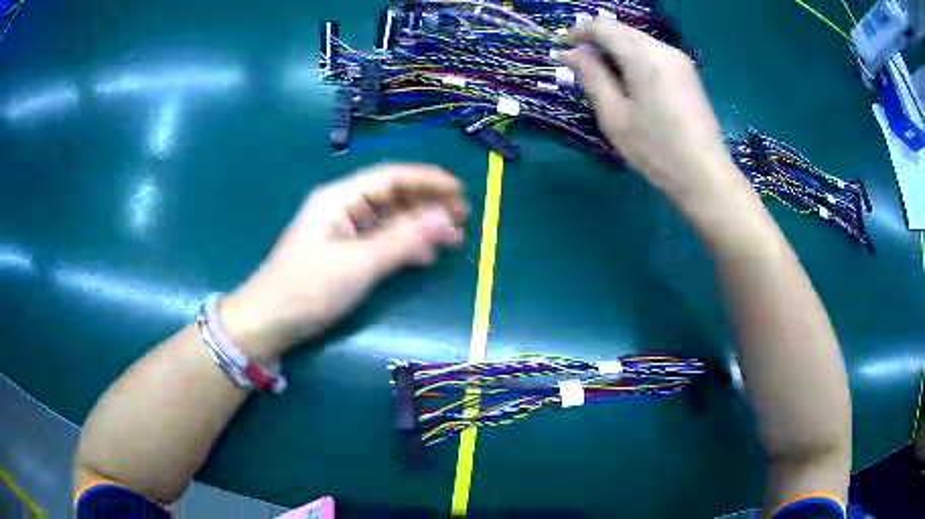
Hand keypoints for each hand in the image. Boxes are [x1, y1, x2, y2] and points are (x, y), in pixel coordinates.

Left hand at [221, 163, 468, 359]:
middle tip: (462, 219)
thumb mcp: (357, 264)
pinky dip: (403, 244)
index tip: (461, 191)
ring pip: (389, 218)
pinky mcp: (342, 251)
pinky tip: (423, 257)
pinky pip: (380, 239)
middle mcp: (341, 206)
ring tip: (452, 239)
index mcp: (340, 197)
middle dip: (428, 204)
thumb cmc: (307, 289)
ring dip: (420, 225)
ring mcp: (341, 229)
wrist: (267, 322)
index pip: (392, 177)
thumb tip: (445, 218)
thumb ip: (403, 240)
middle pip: (392, 195)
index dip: (428, 180)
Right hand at [560, 19, 746, 209]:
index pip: (603, 27)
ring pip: (637, 40)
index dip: (578, 34)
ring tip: (603, 78)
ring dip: (615, 51)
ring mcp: (679, 60)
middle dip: (596, 42)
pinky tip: (629, 82)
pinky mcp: (687, 73)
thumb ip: (592, 77)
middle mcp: (663, 49)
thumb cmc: (656, 150)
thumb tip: (572, 54)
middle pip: (621, 30)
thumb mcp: (614, 116)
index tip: (563, 51)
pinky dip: (634, 59)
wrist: (705, 176)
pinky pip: (653, 53)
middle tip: (580, 68)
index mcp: (643, 56)